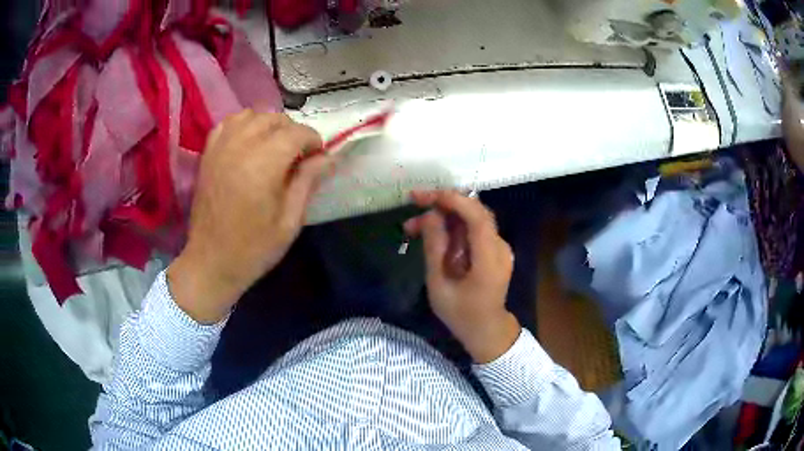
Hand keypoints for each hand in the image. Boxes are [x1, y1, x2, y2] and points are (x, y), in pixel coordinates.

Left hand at [167, 111, 329, 323]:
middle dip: (294, 132)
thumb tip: (329, 157)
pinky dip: (244, 125)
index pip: (297, 133)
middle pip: (275, 119)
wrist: (211, 262)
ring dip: (269, 125)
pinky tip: (249, 142)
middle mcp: (241, 147)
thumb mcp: (290, 222)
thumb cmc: (254, 249)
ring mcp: (221, 148)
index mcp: (264, 165)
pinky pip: (229, 123)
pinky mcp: (208, 154)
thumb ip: (308, 182)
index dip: (314, 141)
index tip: (319, 159)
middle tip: (299, 157)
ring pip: (252, 115)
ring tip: (275, 147)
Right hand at [404, 190, 520, 362]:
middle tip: (414, 201)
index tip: (427, 196)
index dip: (454, 201)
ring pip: (471, 219)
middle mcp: (500, 247)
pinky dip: (451, 227)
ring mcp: (499, 248)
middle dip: (444, 202)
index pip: (478, 218)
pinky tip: (430, 234)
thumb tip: (429, 216)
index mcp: (490, 259)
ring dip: (443, 216)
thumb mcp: (439, 286)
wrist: (486, 330)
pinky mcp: (493, 250)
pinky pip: (472, 231)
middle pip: (475, 212)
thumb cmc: (461, 314)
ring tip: (411, 226)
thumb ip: (435, 249)